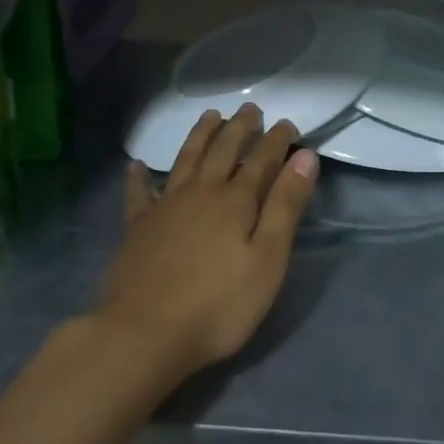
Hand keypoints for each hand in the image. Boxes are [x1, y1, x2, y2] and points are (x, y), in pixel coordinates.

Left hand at [96, 105, 317, 380]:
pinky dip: (139, 177)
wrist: (143, 335)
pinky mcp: (138, 228)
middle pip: (223, 150)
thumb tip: (305, 156)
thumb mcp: (268, 259)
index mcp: (236, 200)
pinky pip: (139, 194)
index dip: (277, 139)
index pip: (262, 158)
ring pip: (186, 159)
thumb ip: (286, 206)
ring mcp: (166, 207)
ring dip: (200, 135)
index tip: (288, 123)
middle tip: (251, 108)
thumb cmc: (218, 304)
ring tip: (211, 116)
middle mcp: (201, 192)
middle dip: (240, 127)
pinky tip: (137, 166)